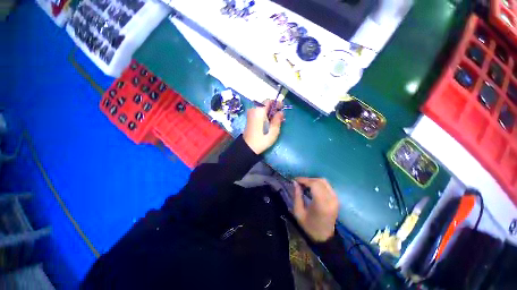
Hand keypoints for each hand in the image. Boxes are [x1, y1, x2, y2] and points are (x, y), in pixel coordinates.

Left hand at [243, 99, 283, 153]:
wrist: (248, 147)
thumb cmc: (262, 138)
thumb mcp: (273, 130)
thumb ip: (278, 119)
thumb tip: (280, 112)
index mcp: (259, 110)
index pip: (268, 101)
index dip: (276, 103)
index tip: (282, 108)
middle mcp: (253, 109)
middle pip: (265, 104)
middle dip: (273, 108)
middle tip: (280, 116)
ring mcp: (250, 114)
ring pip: (262, 109)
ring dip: (269, 112)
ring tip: (276, 120)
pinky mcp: (250, 119)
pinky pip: (259, 113)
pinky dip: (265, 115)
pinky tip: (269, 122)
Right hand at [292, 178, 339, 241]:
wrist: (324, 237)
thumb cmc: (309, 226)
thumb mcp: (298, 212)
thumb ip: (297, 195)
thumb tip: (295, 182)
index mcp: (321, 204)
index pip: (314, 184)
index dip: (304, 180)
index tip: (295, 180)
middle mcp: (331, 199)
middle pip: (319, 181)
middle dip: (308, 179)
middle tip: (299, 183)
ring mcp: (335, 199)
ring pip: (324, 181)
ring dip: (313, 180)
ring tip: (304, 184)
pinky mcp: (336, 199)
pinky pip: (327, 186)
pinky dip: (318, 184)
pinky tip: (312, 188)